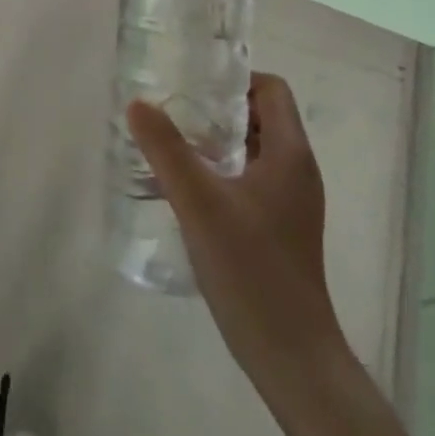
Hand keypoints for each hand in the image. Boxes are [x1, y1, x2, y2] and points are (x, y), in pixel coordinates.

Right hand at [129, 73, 346, 377]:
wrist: (291, 357)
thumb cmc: (251, 269)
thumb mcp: (199, 203)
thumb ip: (166, 149)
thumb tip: (138, 103)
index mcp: (290, 154)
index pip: (271, 89)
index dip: (234, 78)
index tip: (192, 85)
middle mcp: (296, 171)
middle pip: (260, 116)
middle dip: (216, 108)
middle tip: (172, 109)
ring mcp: (290, 203)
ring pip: (252, 149)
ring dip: (215, 140)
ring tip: (170, 143)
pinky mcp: (279, 228)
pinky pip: (249, 179)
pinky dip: (220, 170)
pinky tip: (186, 188)